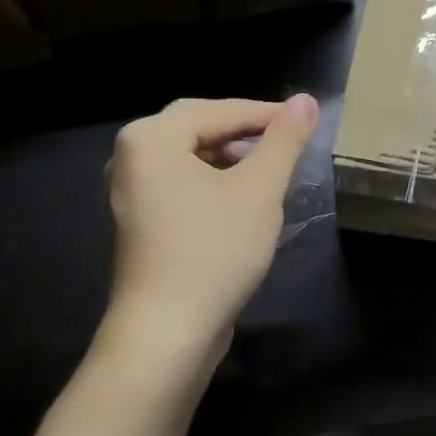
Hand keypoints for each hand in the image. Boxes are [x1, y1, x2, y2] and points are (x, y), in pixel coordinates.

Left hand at [105, 95, 319, 362]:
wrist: (167, 333)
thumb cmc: (214, 250)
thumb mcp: (260, 189)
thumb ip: (284, 140)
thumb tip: (306, 101)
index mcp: (151, 138)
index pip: (218, 110)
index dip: (266, 113)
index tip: (306, 119)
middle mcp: (130, 157)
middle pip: (199, 128)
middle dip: (246, 132)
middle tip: (288, 140)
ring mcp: (130, 192)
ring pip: (190, 158)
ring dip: (231, 158)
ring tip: (271, 170)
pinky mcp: (139, 222)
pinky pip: (181, 184)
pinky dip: (213, 182)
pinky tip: (243, 200)